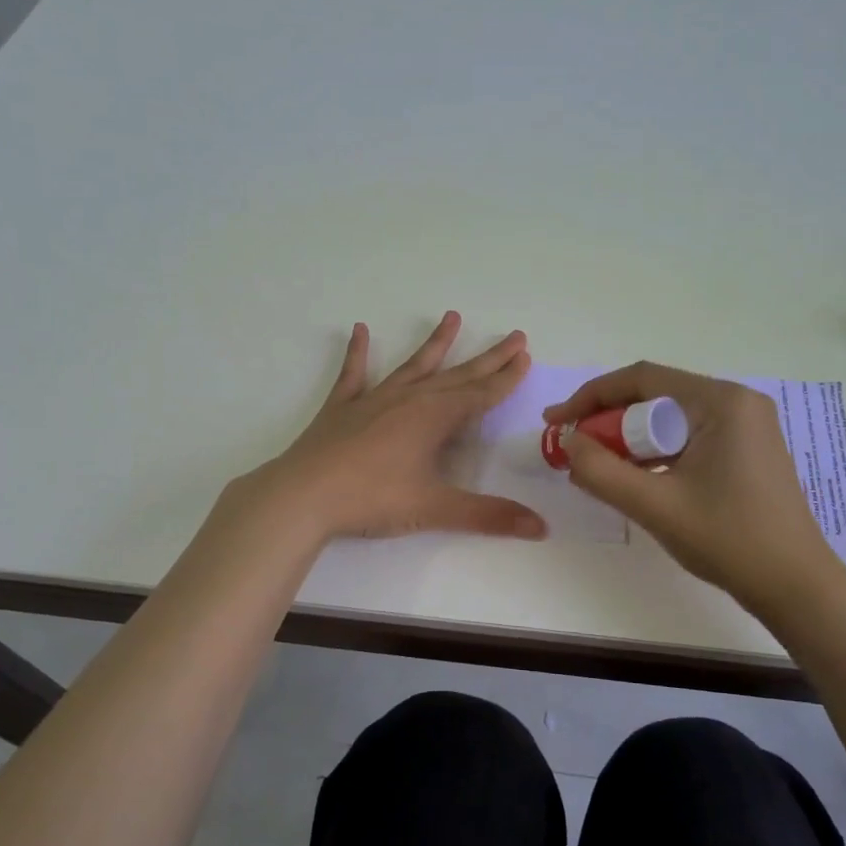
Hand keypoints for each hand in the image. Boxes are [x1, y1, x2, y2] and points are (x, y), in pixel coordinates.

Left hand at [245, 312, 546, 542]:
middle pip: (457, 374)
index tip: (525, 357)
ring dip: (435, 344)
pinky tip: (359, 330)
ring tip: (452, 317)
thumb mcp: (435, 509)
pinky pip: (353, 374)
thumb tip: (541, 528)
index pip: (481, 394)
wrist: (303, 495)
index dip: (506, 378)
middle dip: (488, 358)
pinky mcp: (342, 408)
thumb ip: (488, 516)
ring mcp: (373, 400)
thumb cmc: (373, 499)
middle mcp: (409, 399)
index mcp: (434, 418)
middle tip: (514, 336)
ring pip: (413, 366)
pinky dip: (357, 353)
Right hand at [543, 362, 837, 605]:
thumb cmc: (728, 540)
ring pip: (670, 419)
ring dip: (630, 439)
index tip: (555, 421)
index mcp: (721, 402)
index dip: (591, 397)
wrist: (795, 586)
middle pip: (655, 396)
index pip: (641, 379)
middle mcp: (736, 402)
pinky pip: (687, 437)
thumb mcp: (654, 505)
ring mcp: (745, 426)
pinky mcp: (746, 450)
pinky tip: (635, 477)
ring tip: (597, 466)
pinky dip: (655, 452)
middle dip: (609, 420)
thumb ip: (601, 471)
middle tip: (574, 448)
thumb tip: (568, 442)